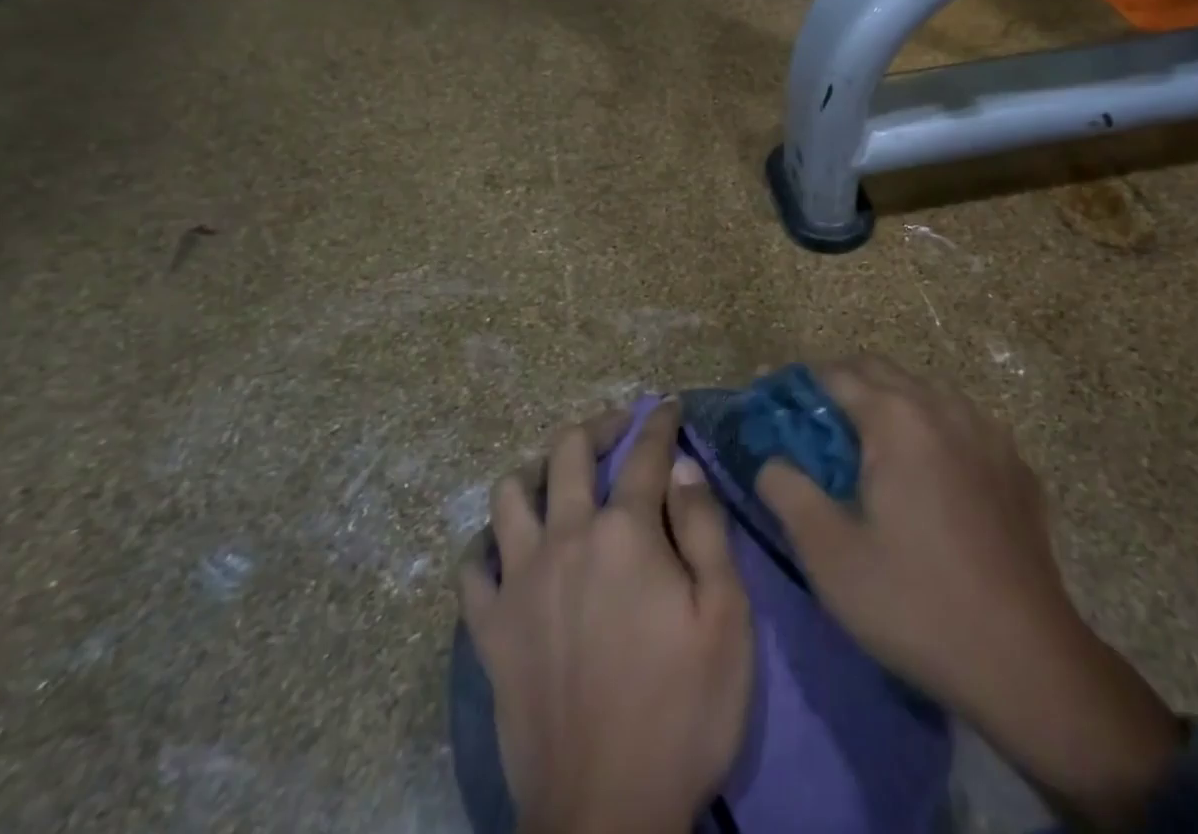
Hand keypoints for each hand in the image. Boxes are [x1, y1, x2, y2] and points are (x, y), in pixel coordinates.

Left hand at [458, 400, 753, 833]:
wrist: (607, 816)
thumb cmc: (683, 710)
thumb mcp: (725, 617)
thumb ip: (705, 529)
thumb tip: (683, 466)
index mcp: (625, 532)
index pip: (645, 454)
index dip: (659, 423)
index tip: (666, 405)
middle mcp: (566, 538)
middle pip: (568, 451)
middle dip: (597, 426)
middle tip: (618, 429)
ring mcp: (520, 582)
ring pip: (509, 494)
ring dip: (536, 471)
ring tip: (558, 480)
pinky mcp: (490, 630)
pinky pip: (473, 567)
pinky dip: (490, 545)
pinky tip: (508, 549)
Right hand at [757, 360, 1179, 833]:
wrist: (1028, 662)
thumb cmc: (915, 602)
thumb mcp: (829, 554)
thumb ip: (787, 491)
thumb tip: (770, 460)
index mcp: (896, 418)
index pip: (833, 374)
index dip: (796, 384)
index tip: (770, 402)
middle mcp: (942, 407)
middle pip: (879, 371)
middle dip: (839, 386)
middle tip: (811, 427)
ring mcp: (987, 432)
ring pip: (923, 392)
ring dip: (887, 403)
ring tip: (866, 448)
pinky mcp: (1015, 464)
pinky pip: (960, 423)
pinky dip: (929, 428)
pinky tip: (927, 473)